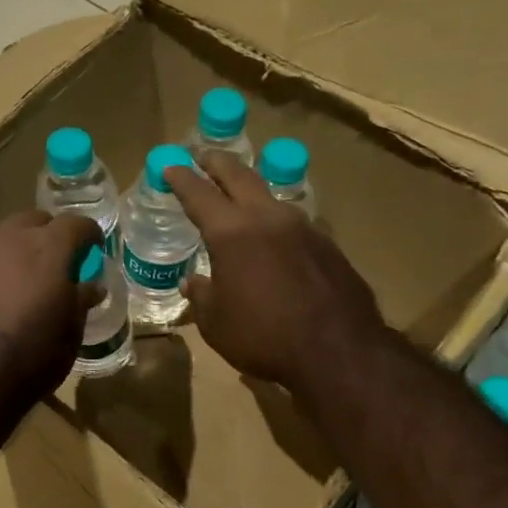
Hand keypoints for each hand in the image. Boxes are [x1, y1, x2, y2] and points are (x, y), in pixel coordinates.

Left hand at [0, 211, 102, 399]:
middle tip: (57, 263)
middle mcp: (10, 240)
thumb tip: (90, 287)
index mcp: (48, 249)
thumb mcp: (71, 334)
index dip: (89, 235)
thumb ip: (80, 302)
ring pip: (2, 238)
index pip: (77, 224)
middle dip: (49, 235)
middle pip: (34, 221)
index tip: (94, 250)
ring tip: (21, 281)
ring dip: (16, 251)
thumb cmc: (32, 357)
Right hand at [166, 152, 385, 392]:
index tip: (170, 166)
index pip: (199, 194)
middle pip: (239, 176)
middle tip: (203, 157)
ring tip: (240, 195)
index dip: (181, 178)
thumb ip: (202, 295)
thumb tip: (193, 281)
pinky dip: (277, 221)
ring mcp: (304, 227)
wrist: (337, 350)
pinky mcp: (328, 244)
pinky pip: (295, 223)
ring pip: (271, 197)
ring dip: (251, 190)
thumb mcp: (216, 323)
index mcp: (231, 232)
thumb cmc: (263, 337)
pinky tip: (276, 237)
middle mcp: (268, 218)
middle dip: (217, 163)